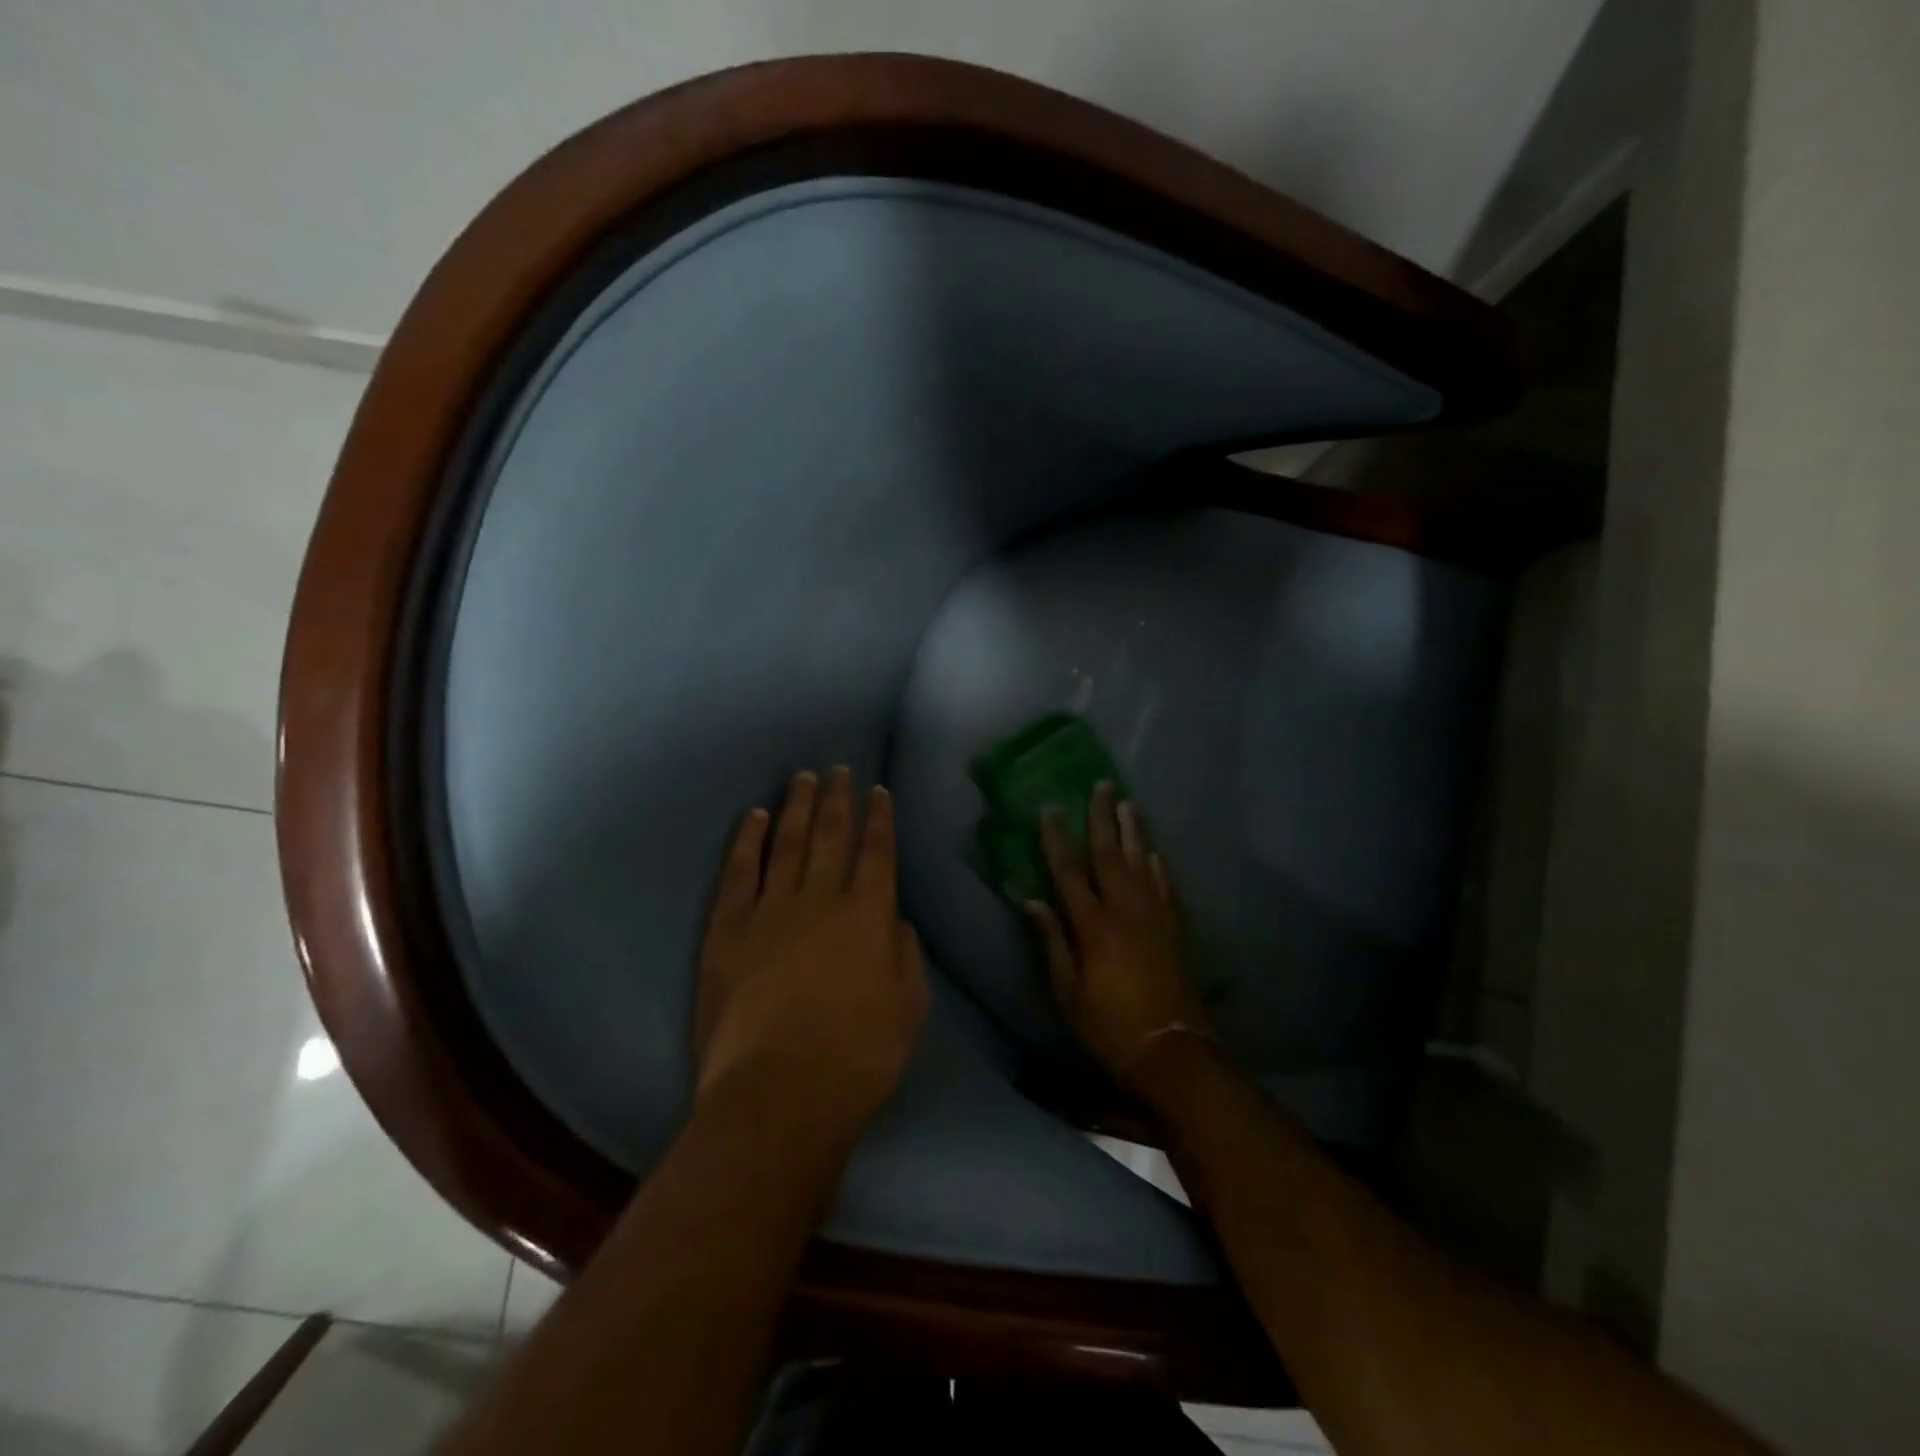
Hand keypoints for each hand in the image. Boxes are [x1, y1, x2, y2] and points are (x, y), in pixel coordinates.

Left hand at [694, 768, 928, 1137]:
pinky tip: (755, 817)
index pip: (877, 852)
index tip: (878, 791)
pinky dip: (748, 840)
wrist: (779, 1093)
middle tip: (839, 770)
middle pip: (831, 835)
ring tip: (803, 778)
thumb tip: (894, 921)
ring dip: (797, 806)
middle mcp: (821, 898)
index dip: (879, 818)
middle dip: (838, 799)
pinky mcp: (728, 929)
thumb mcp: (909, 1008)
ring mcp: (770, 910)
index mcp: (869, 914)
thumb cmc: (859, 1057)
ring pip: (787, 843)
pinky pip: (739, 872)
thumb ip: (905, 955)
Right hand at [1027, 782, 1210, 1089]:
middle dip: (1103, 818)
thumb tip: (1032, 900)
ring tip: (1128, 804)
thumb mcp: (1068, 991)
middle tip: (1103, 785)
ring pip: (1142, 863)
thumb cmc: (1108, 1025)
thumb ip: (1052, 941)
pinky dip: (1159, 866)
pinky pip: (1166, 887)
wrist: (1171, 1050)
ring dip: (1133, 832)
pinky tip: (1155, 853)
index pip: (1069, 873)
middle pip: (1110, 855)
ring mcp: (1154, 918)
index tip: (1049, 808)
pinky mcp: (1174, 931)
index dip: (1056, 839)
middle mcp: (1125, 912)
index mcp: (1093, 926)